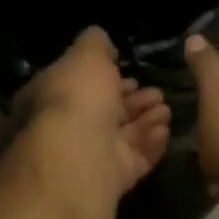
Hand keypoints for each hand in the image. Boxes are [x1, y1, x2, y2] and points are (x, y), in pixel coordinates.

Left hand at [14, 27, 172, 200]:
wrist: (81, 154)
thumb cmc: (77, 97)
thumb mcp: (86, 55)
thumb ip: (95, 44)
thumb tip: (100, 39)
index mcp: (51, 98)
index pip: (79, 85)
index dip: (105, 77)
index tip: (129, 72)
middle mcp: (67, 129)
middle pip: (105, 112)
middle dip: (132, 100)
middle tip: (157, 92)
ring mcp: (90, 157)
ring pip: (123, 135)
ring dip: (146, 120)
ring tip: (166, 109)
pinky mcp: (113, 179)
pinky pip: (136, 157)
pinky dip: (151, 143)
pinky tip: (166, 130)